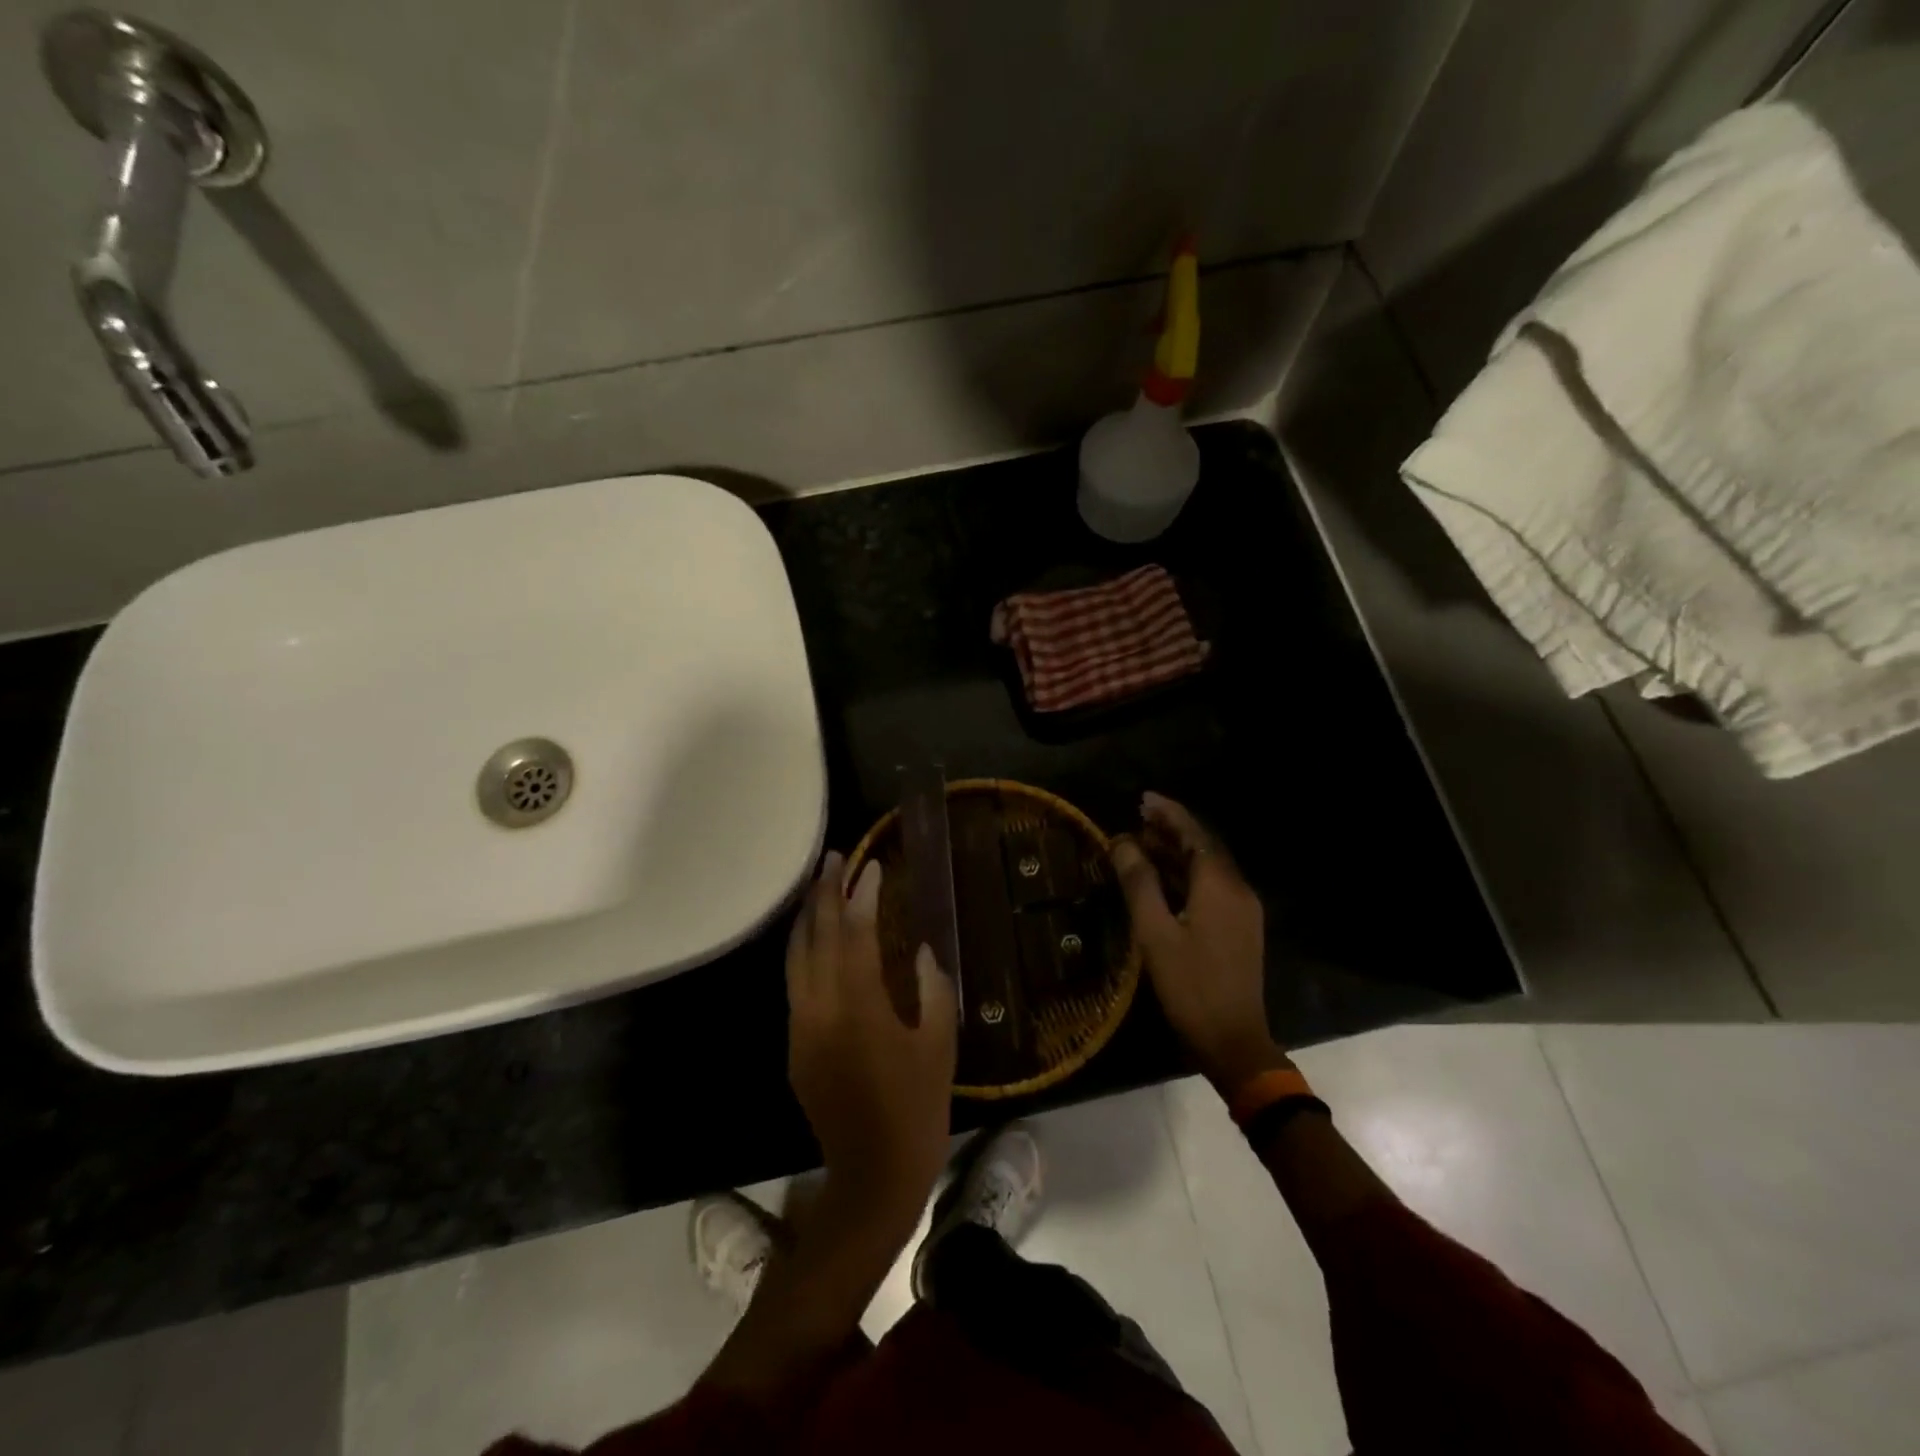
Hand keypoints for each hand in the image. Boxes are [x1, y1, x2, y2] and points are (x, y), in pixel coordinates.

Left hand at [786, 851, 957, 1230]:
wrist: (873, 1174)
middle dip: (824, 893)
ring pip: (796, 956)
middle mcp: (821, 1008)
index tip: (871, 867)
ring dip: (807, 916)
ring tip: (818, 885)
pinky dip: (802, 949)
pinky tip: (815, 937)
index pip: (854, 933)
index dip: (861, 895)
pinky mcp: (795, 1044)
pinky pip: (794, 982)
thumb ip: (931, 988)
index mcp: (860, 1006)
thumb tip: (921, 950)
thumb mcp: (939, 1043)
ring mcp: (802, 1026)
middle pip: (816, 936)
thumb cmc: (917, 1108)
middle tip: (834, 857)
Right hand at [1111, 793, 1288, 1090]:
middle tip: (1138, 817)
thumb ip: (1139, 882)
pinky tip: (1161, 880)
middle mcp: (1237, 890)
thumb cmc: (1190, 985)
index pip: (1194, 834)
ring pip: (1207, 869)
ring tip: (1142, 842)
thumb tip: (1122, 842)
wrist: (1233, 1041)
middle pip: (1203, 847)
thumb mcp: (1155, 932)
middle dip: (1171, 830)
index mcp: (1220, 885)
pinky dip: (1185, 876)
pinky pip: (1211, 888)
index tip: (1142, 799)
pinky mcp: (1239, 929)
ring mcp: (1242, 911)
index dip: (1168, 813)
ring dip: (1176, 853)